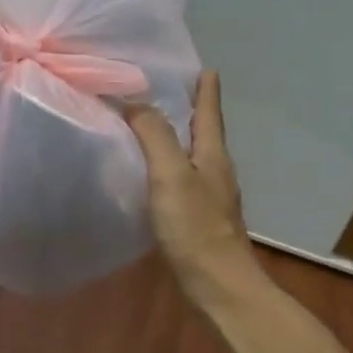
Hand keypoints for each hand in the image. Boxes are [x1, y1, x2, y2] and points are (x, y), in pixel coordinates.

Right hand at [125, 71, 261, 304]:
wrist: (219, 287)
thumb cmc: (196, 228)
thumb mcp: (172, 174)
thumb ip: (154, 135)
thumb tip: (133, 101)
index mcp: (213, 153)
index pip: (209, 109)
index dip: (205, 86)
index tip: (199, 64)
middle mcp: (214, 169)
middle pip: (202, 129)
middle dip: (186, 107)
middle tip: (160, 88)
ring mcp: (208, 196)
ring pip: (190, 155)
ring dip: (174, 137)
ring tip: (147, 125)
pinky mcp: (197, 219)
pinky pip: (179, 180)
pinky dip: (165, 167)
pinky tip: (146, 175)